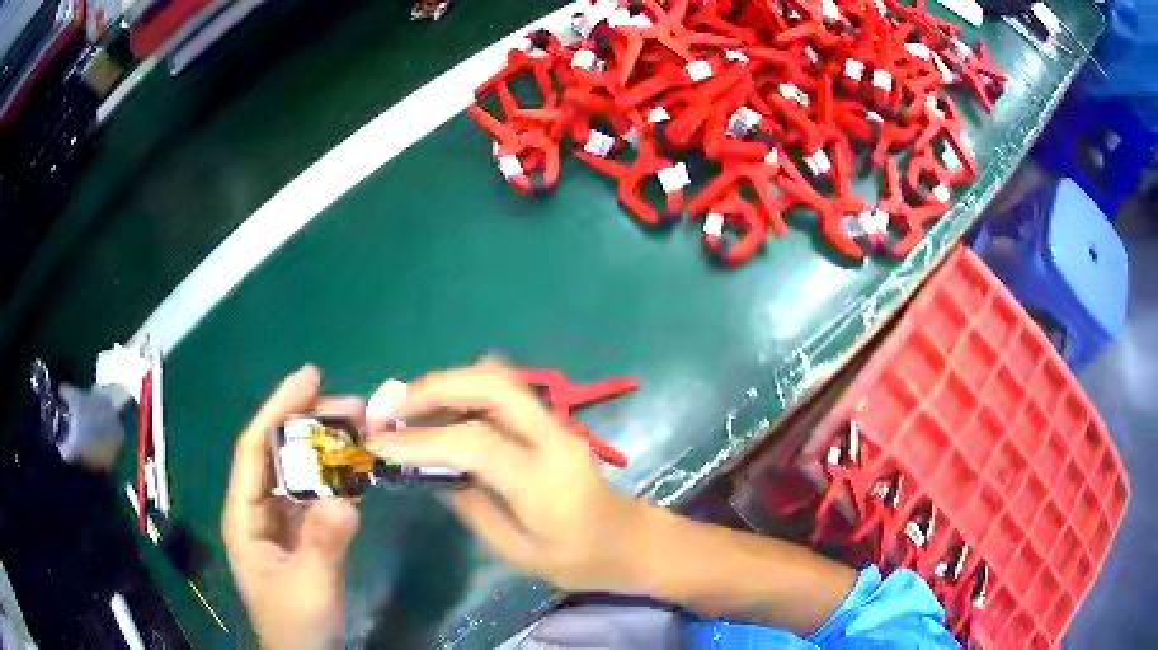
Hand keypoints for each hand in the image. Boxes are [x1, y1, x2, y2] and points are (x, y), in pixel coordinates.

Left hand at [222, 366, 360, 649]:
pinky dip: (337, 480)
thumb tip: (346, 500)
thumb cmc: (298, 625)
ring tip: (361, 429)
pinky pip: (317, 497)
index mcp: (244, 516)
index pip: (254, 449)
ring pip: (299, 473)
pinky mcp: (302, 535)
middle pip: (278, 453)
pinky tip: (359, 471)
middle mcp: (258, 510)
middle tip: (353, 406)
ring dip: (327, 449)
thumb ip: (325, 545)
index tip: (310, 376)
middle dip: (309, 424)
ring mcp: (280, 523)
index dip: (277, 408)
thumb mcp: (311, 588)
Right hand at [365, 361, 644, 591]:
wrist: (631, 541)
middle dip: (434, 387)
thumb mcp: (518, 552)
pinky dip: (467, 391)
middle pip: (490, 385)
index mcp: (543, 480)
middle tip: (392, 407)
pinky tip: (443, 409)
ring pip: (498, 379)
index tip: (379, 442)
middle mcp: (552, 438)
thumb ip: (472, 509)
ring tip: (409, 406)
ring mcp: (557, 424)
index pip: (473, 442)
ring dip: (449, 383)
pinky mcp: (553, 422)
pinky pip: (506, 391)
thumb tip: (431, 474)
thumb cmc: (579, 560)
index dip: (421, 439)